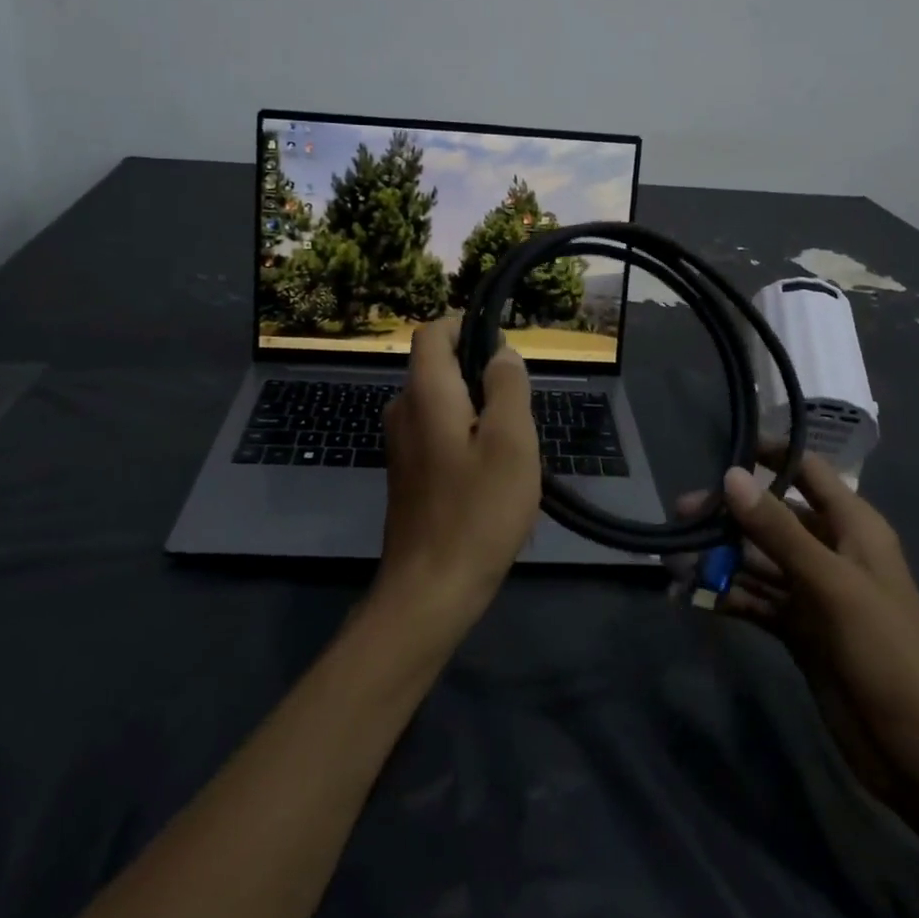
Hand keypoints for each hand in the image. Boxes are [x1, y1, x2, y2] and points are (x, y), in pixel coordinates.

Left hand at [377, 319, 539, 632]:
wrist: (430, 590)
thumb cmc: (477, 510)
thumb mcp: (511, 441)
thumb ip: (507, 387)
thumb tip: (502, 353)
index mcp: (425, 392)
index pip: (432, 332)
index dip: (465, 328)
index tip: (502, 350)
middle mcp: (403, 410)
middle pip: (440, 368)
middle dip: (481, 377)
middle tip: (517, 415)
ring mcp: (400, 444)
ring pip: (443, 404)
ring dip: (478, 413)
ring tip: (510, 452)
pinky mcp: (406, 473)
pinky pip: (437, 434)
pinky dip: (465, 439)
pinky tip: (490, 480)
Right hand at [693, 451, 918, 816]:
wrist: (917, 750)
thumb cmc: (884, 651)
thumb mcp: (830, 583)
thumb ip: (778, 529)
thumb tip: (731, 475)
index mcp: (853, 528)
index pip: (808, 472)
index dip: (771, 455)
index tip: (723, 448)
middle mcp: (832, 551)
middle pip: (773, 517)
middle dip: (729, 515)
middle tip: (681, 515)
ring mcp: (814, 592)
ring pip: (759, 560)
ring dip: (721, 558)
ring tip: (675, 560)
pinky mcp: (799, 628)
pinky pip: (756, 599)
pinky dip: (728, 596)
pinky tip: (693, 598)